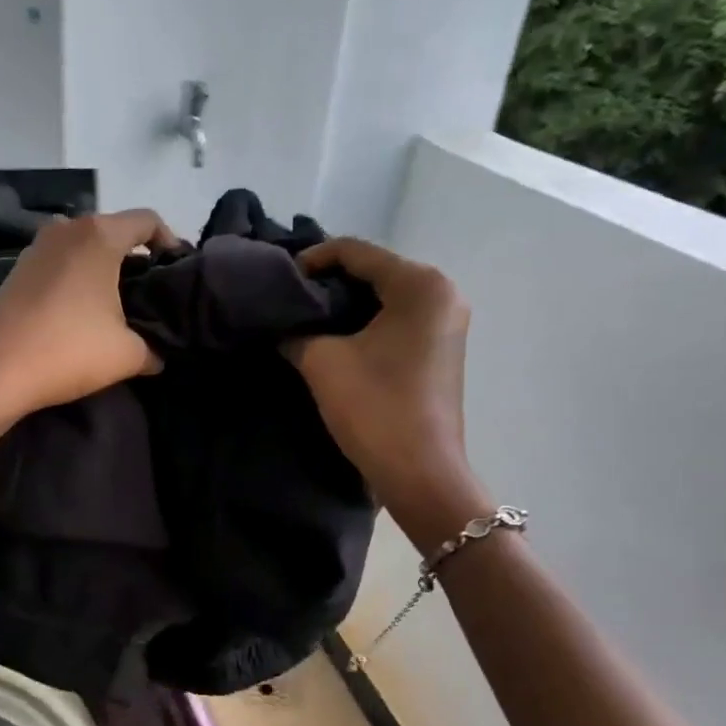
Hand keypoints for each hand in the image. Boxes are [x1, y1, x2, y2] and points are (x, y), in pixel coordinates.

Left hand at [0, 210, 177, 448]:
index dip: (170, 242)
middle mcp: (65, 229)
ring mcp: (35, 248)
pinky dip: (75, 280)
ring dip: (102, 269)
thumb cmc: (69, 352)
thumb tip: (158, 355)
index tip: (176, 273)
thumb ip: (154, 349)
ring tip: (115, 305)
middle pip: (113, 231)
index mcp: (98, 236)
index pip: (147, 221)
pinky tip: (79, 314)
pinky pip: (58, 265)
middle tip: (150, 294)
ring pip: (82, 248)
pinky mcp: (16, 271)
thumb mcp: (128, 355)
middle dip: (135, 259)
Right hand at [286, 239, 486, 520]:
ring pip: (385, 296)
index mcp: (420, 284)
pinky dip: (365, 323)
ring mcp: (446, 322)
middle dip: (329, 283)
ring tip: (304, 318)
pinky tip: (334, 338)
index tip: (278, 279)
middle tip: (288, 299)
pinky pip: (397, 319)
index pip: (356, 252)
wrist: (420, 473)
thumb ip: (295, 331)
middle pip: (374, 271)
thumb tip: (279, 324)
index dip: (312, 260)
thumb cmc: (374, 409)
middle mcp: (442, 292)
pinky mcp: (441, 348)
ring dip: (345, 305)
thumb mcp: (322, 362)